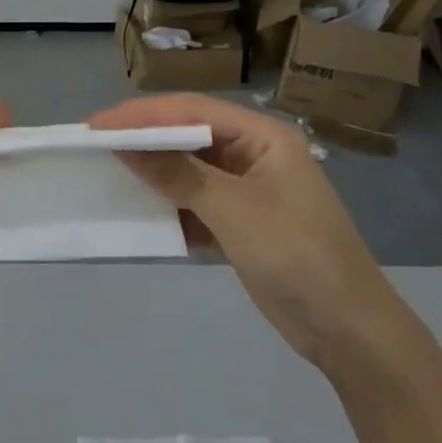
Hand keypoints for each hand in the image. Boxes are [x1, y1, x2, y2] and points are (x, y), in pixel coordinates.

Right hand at [89, 94, 410, 373]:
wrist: (348, 331)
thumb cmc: (297, 255)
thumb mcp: (234, 209)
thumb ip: (177, 173)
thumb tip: (123, 145)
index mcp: (264, 138)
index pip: (193, 111)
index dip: (142, 114)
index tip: (96, 125)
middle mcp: (254, 156)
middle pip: (189, 136)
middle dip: (143, 139)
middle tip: (93, 143)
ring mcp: (247, 192)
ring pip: (187, 170)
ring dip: (152, 173)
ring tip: (106, 172)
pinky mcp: (239, 224)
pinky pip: (193, 203)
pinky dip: (167, 206)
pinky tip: (138, 211)